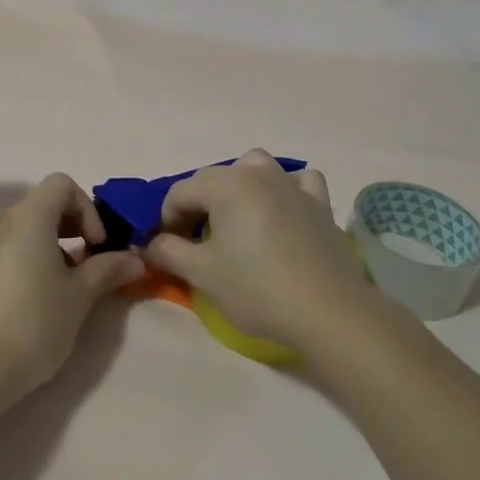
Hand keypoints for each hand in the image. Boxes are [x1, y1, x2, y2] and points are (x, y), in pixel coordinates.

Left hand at [0, 174, 145, 406]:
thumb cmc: (33, 323)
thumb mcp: (80, 296)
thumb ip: (108, 270)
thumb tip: (136, 259)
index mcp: (28, 218)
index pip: (61, 184)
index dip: (87, 208)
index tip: (96, 245)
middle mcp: (1, 223)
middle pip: (43, 205)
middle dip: (74, 227)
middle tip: (90, 265)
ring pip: (26, 230)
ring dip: (53, 246)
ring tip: (66, 287)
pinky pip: (7, 250)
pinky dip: (29, 260)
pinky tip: (37, 300)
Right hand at [145, 150, 388, 359]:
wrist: (327, 311)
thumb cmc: (256, 288)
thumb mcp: (201, 273)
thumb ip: (168, 251)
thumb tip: (152, 244)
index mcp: (225, 184)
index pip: (180, 192)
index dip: (166, 219)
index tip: (166, 248)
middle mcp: (258, 173)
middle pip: (214, 179)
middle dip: (198, 205)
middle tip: (195, 241)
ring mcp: (292, 184)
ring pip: (256, 168)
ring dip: (240, 186)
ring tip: (237, 219)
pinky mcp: (320, 203)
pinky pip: (297, 182)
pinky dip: (285, 190)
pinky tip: (282, 212)